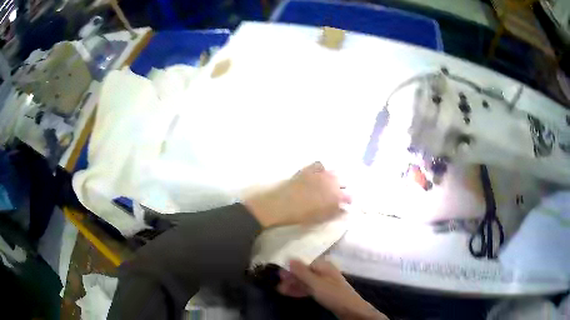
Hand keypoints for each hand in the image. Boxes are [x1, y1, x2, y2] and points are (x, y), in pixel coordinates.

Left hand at [243, 162, 350, 227]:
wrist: (280, 204)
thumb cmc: (301, 215)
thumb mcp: (321, 218)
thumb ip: (335, 212)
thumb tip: (344, 209)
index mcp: (336, 196)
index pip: (350, 196)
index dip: (348, 200)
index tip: (345, 204)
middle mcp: (332, 181)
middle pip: (344, 181)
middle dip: (343, 188)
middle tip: (337, 194)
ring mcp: (321, 173)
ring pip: (334, 172)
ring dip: (334, 178)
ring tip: (329, 184)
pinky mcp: (309, 168)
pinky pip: (321, 165)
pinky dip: (322, 169)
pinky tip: (319, 174)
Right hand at [279, 258, 387, 319]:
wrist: (351, 309)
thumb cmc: (333, 294)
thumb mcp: (316, 283)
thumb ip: (302, 272)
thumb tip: (289, 258)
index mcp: (323, 265)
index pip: (303, 262)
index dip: (291, 267)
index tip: (279, 273)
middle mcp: (323, 272)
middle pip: (304, 272)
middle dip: (291, 278)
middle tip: (277, 284)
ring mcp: (324, 282)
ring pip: (306, 281)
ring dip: (294, 285)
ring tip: (280, 289)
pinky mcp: (325, 292)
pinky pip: (309, 289)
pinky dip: (300, 290)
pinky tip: (291, 293)